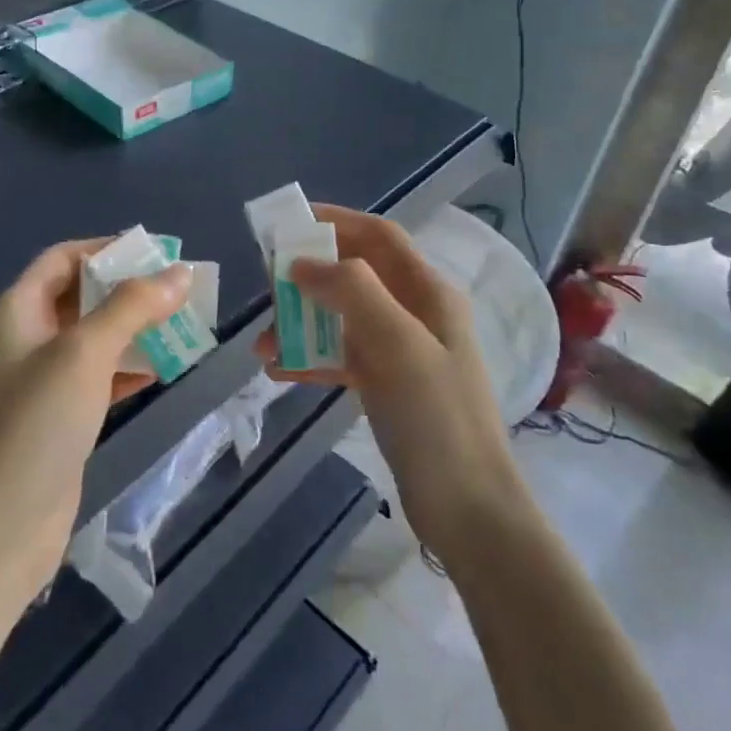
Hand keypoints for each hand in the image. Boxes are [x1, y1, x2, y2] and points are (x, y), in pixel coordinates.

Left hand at [0, 240, 190, 605]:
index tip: (157, 252)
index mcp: (19, 310)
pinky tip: (162, 370)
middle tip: (181, 289)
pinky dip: (130, 368)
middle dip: (129, 289)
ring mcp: (44, 382)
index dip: (107, 249)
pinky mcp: (62, 419)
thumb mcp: (84, 353)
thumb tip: (180, 272)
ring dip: (135, 329)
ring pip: (96, 338)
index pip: (64, 258)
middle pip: (82, 296)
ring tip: (183, 324)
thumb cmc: (35, 424)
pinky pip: (101, 377)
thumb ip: (132, 307)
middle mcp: (28, 338)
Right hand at [256, 206, 521, 558]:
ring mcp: (402, 351)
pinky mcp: (388, 386)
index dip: (337, 221)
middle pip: (355, 275)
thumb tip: (302, 263)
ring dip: (302, 322)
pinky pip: (341, 357)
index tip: (290, 223)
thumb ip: (352, 291)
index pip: (379, 237)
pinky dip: (311, 357)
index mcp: (428, 292)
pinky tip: (279, 371)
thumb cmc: (436, 417)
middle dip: (310, 277)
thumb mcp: (398, 344)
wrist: (468, 509)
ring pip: (342, 318)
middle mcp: (416, 313)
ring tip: (262, 343)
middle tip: (268, 288)